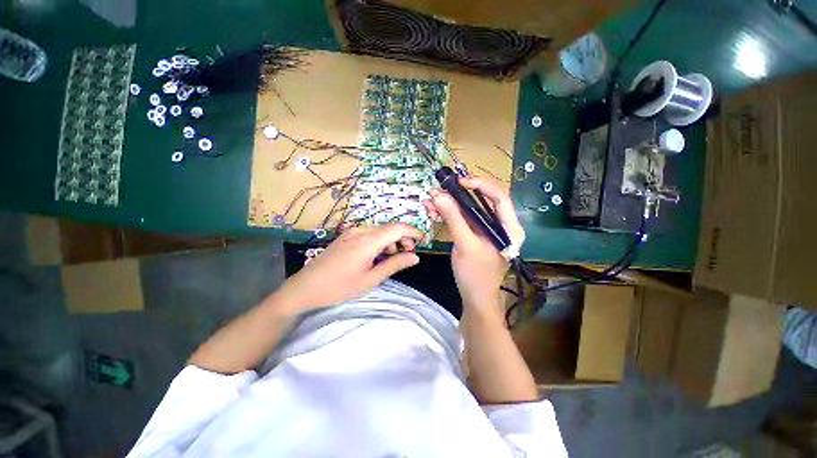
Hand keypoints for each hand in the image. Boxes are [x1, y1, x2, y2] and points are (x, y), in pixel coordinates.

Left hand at [273, 224, 422, 313]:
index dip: (412, 231)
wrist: (305, 288)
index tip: (422, 240)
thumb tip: (415, 257)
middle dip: (402, 238)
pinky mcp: (345, 236)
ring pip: (379, 230)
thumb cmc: (339, 287)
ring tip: (393, 257)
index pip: (397, 228)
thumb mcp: (370, 279)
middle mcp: (360, 231)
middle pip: (389, 228)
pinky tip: (377, 255)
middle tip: (408, 253)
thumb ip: (394, 265)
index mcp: (368, 241)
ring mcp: (351, 232)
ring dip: (391, 240)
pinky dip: (379, 241)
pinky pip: (368, 233)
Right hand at [424, 176, 524, 312]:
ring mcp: (486, 228)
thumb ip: (453, 219)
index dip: (481, 185)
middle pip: (482, 200)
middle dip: (459, 194)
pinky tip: (434, 212)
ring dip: (449, 203)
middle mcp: (500, 224)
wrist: (475, 297)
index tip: (459, 182)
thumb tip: (438, 195)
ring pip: (469, 208)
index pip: (500, 196)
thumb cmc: (476, 275)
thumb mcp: (465, 245)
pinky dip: (448, 213)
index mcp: (509, 227)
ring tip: (430, 202)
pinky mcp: (475, 233)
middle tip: (439, 190)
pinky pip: (462, 217)